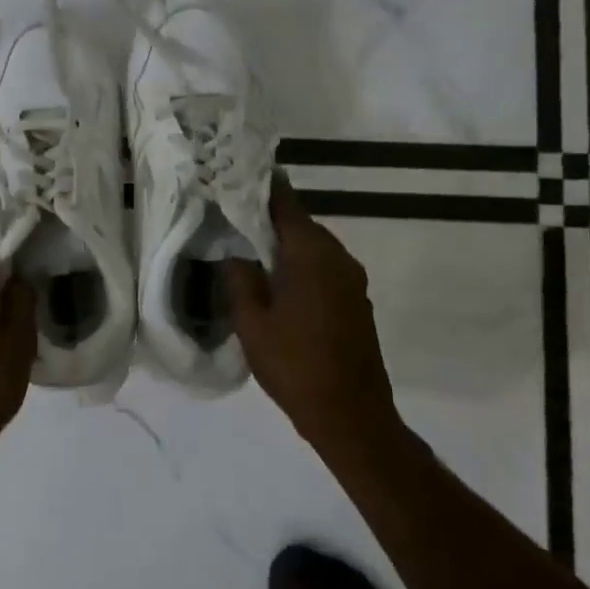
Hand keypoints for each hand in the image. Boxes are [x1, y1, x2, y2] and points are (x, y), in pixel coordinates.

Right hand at [225, 176, 399, 443]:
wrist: (351, 415)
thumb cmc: (295, 365)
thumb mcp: (252, 323)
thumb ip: (241, 279)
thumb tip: (237, 254)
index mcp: (311, 254)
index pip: (286, 203)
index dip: (263, 186)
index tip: (238, 174)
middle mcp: (338, 257)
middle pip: (301, 223)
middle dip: (269, 217)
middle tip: (233, 213)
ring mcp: (352, 280)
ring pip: (313, 247)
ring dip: (285, 244)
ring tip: (249, 247)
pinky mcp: (356, 301)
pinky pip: (324, 268)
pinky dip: (300, 264)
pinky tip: (277, 281)